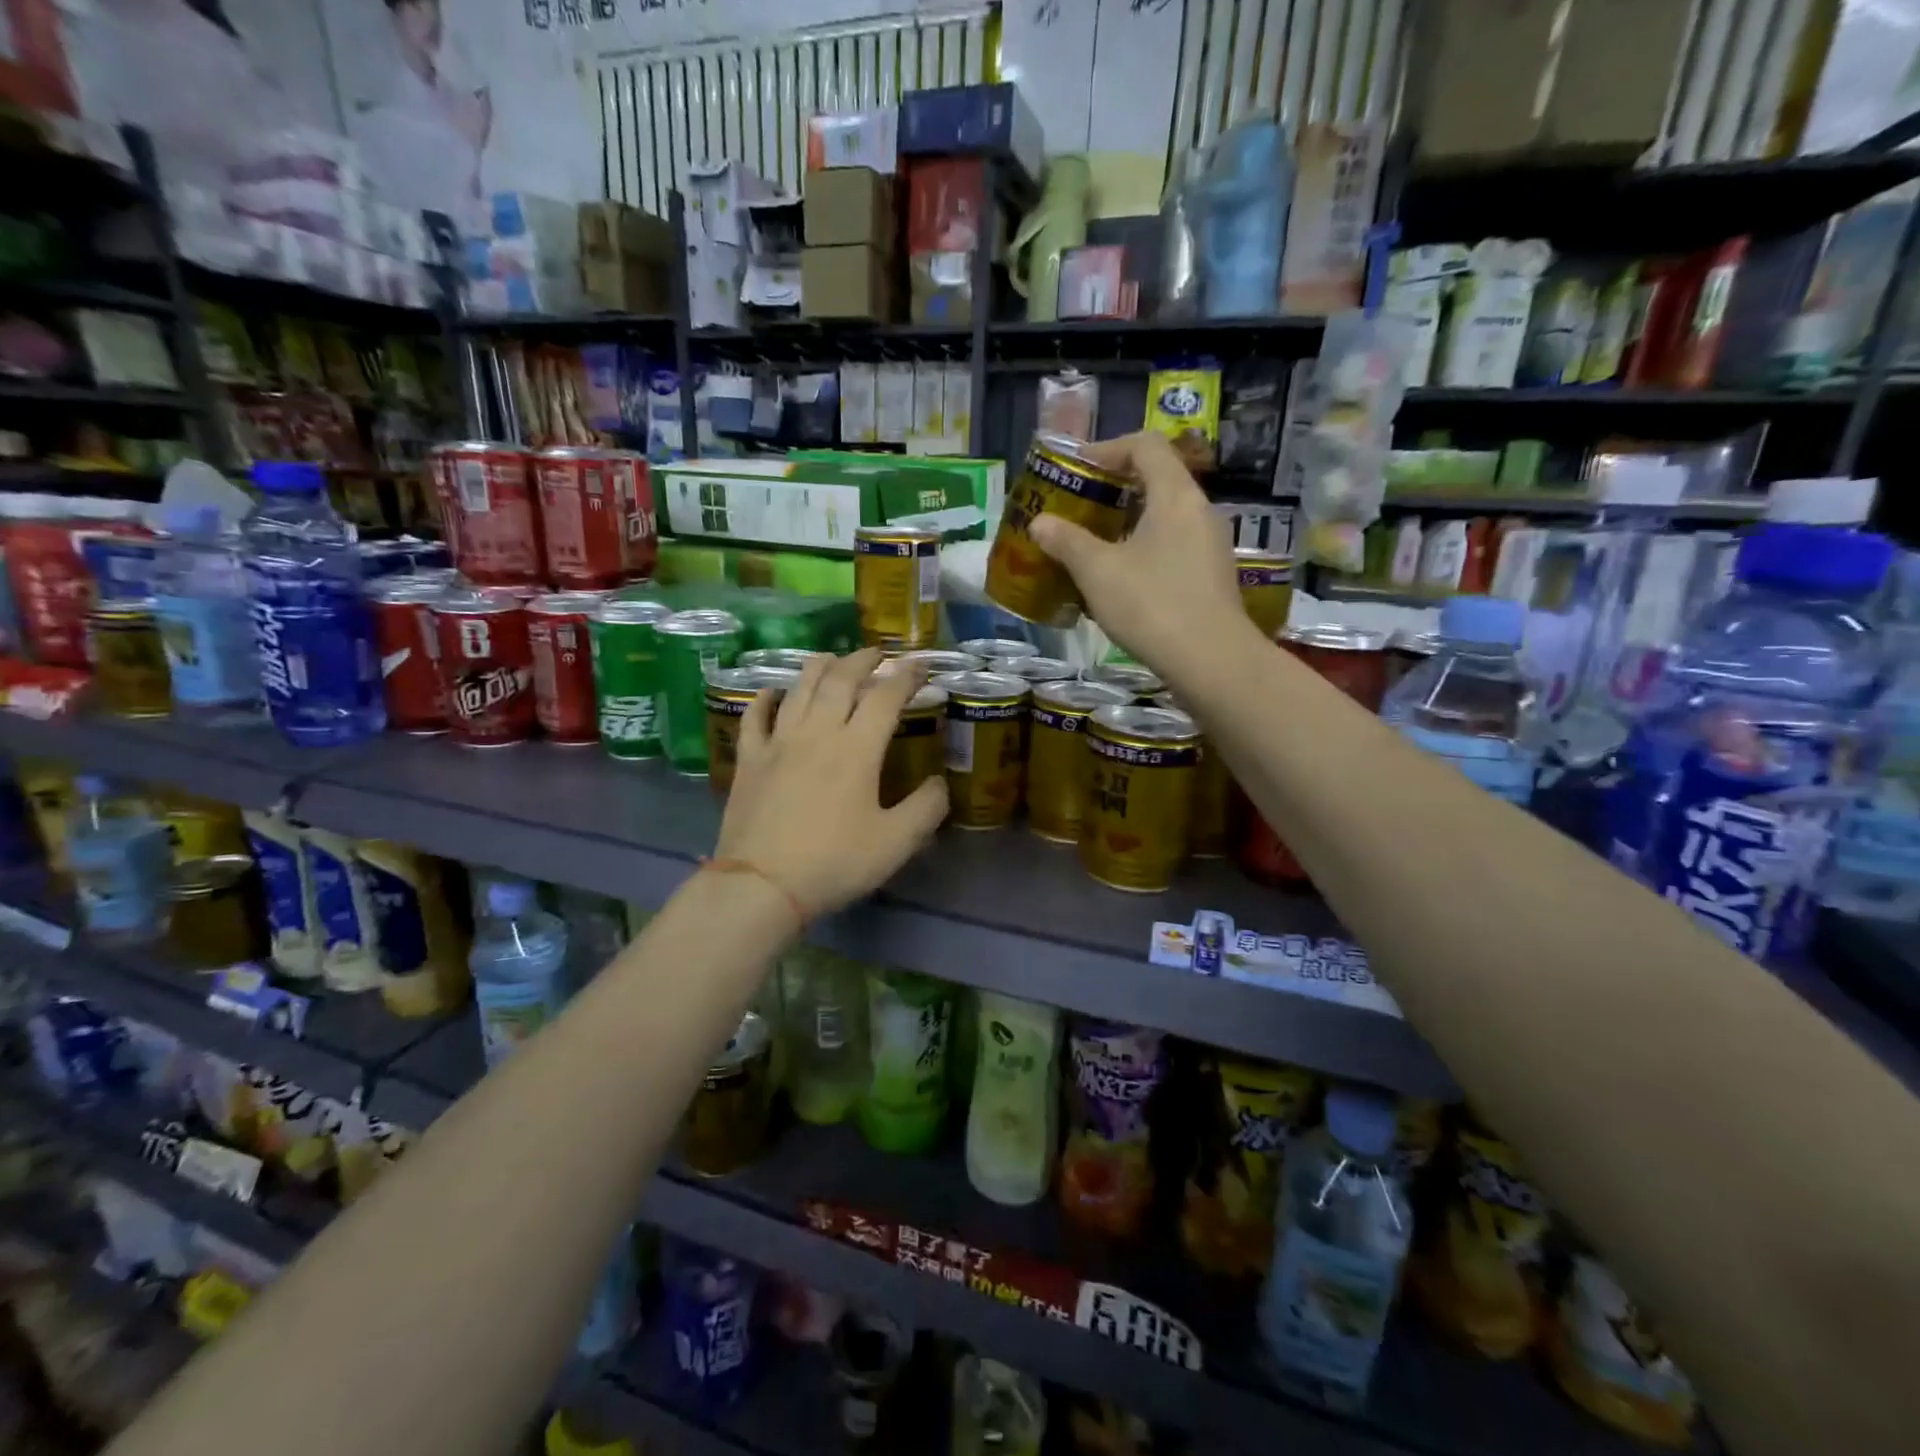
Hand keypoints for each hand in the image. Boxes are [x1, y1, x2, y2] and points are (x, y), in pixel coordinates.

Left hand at [714, 648, 948, 917]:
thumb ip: (926, 808)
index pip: (886, 697)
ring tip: (831, 658)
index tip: (921, 666)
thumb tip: (939, 783)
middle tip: (877, 654)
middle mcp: (817, 733)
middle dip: (862, 660)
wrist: (761, 885)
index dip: (906, 676)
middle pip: (840, 680)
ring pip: (799, 689)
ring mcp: (778, 743)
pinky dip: (765, 698)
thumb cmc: (834, 862)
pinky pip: (755, 717)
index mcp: (857, 749)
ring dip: (819, 667)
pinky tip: (772, 692)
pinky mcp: (750, 760)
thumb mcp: (896, 843)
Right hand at [1028, 432, 1253, 673]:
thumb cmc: (1151, 605)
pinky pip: (1174, 546)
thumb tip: (1040, 522)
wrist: (1210, 661)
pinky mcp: (1212, 576)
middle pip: (1157, 479)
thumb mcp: (1097, 572)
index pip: (1145, 446)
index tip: (1077, 470)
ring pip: (1165, 517)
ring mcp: (1211, 545)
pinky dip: (1144, 549)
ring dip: (1127, 524)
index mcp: (1175, 495)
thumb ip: (1066, 541)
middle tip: (1079, 509)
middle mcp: (1200, 511)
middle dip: (1114, 490)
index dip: (1107, 449)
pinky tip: (1121, 580)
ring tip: (1093, 547)